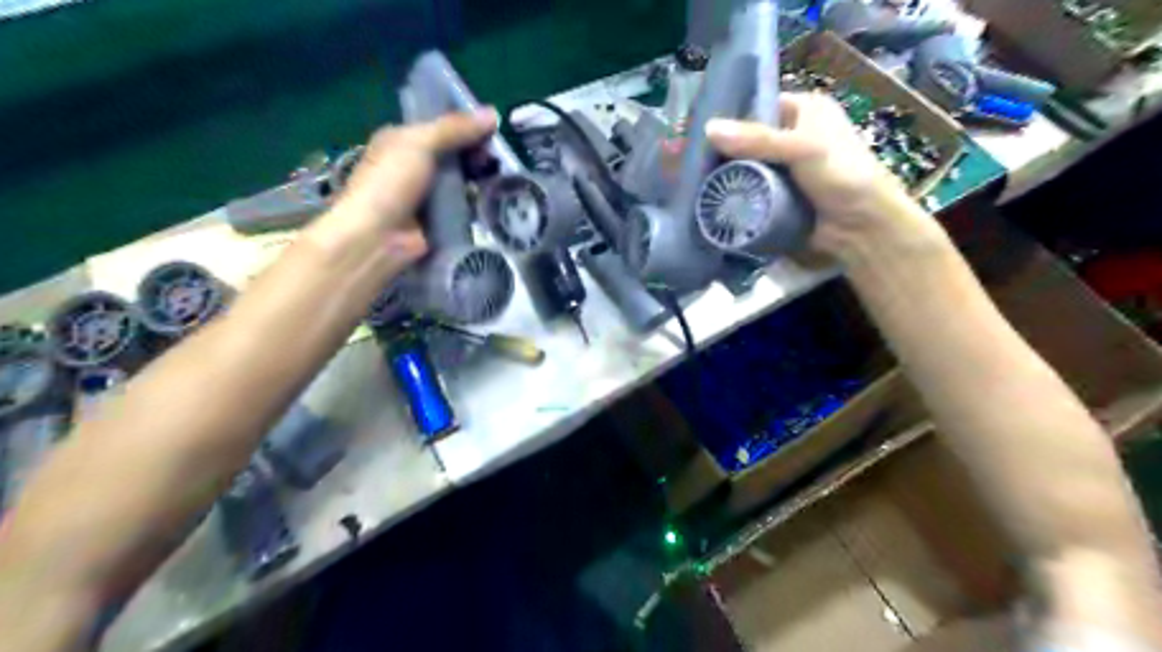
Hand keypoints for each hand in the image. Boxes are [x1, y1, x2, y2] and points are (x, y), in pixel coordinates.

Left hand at [313, 109, 499, 270]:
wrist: (378, 237)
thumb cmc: (390, 183)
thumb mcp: (420, 144)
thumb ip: (455, 128)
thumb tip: (493, 114)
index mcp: (403, 140)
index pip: (440, 126)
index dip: (466, 125)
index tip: (493, 129)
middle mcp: (415, 165)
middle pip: (455, 153)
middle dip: (477, 153)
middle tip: (501, 158)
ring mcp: (428, 194)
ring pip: (462, 180)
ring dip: (481, 178)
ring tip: (505, 178)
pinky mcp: (441, 219)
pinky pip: (465, 206)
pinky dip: (478, 202)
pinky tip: (498, 199)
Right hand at [710, 91, 931, 258]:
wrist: (861, 226)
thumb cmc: (841, 175)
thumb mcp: (800, 148)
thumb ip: (756, 139)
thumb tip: (708, 128)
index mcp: (806, 110)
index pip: (760, 107)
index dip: (732, 119)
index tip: (701, 132)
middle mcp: (794, 135)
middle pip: (749, 140)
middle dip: (725, 152)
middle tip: (693, 161)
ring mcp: (786, 168)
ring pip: (748, 167)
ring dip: (728, 176)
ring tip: (696, 181)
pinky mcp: (779, 195)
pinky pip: (752, 189)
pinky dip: (737, 194)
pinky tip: (713, 198)